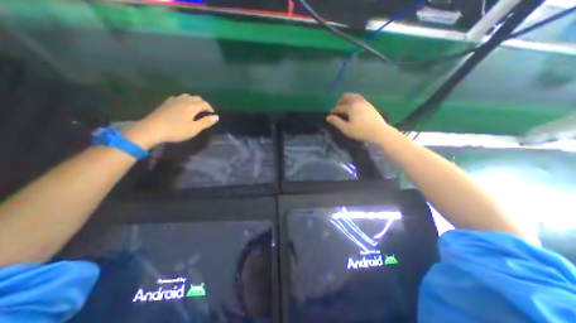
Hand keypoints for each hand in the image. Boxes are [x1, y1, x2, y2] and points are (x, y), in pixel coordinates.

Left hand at [123, 93, 218, 147]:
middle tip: (204, 113)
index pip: (205, 104)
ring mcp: (173, 100)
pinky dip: (184, 102)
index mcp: (192, 106)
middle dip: (203, 104)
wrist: (152, 129)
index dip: (210, 109)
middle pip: (196, 98)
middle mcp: (183, 100)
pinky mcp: (166, 103)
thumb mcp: (194, 128)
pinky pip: (179, 98)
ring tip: (195, 110)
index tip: (212, 116)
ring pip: (187, 97)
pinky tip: (182, 109)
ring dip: (194, 102)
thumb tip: (216, 117)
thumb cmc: (176, 130)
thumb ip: (206, 122)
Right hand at [326, 93, 389, 143]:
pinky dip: (355, 100)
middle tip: (337, 105)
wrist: (379, 132)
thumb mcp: (346, 128)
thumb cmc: (361, 131)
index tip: (331, 114)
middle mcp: (358, 102)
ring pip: (355, 96)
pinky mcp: (370, 106)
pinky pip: (360, 99)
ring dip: (348, 98)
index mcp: (351, 107)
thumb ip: (336, 122)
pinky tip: (355, 106)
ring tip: (345, 104)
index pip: (340, 107)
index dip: (334, 110)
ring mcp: (365, 103)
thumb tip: (328, 117)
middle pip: (348, 97)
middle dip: (341, 100)